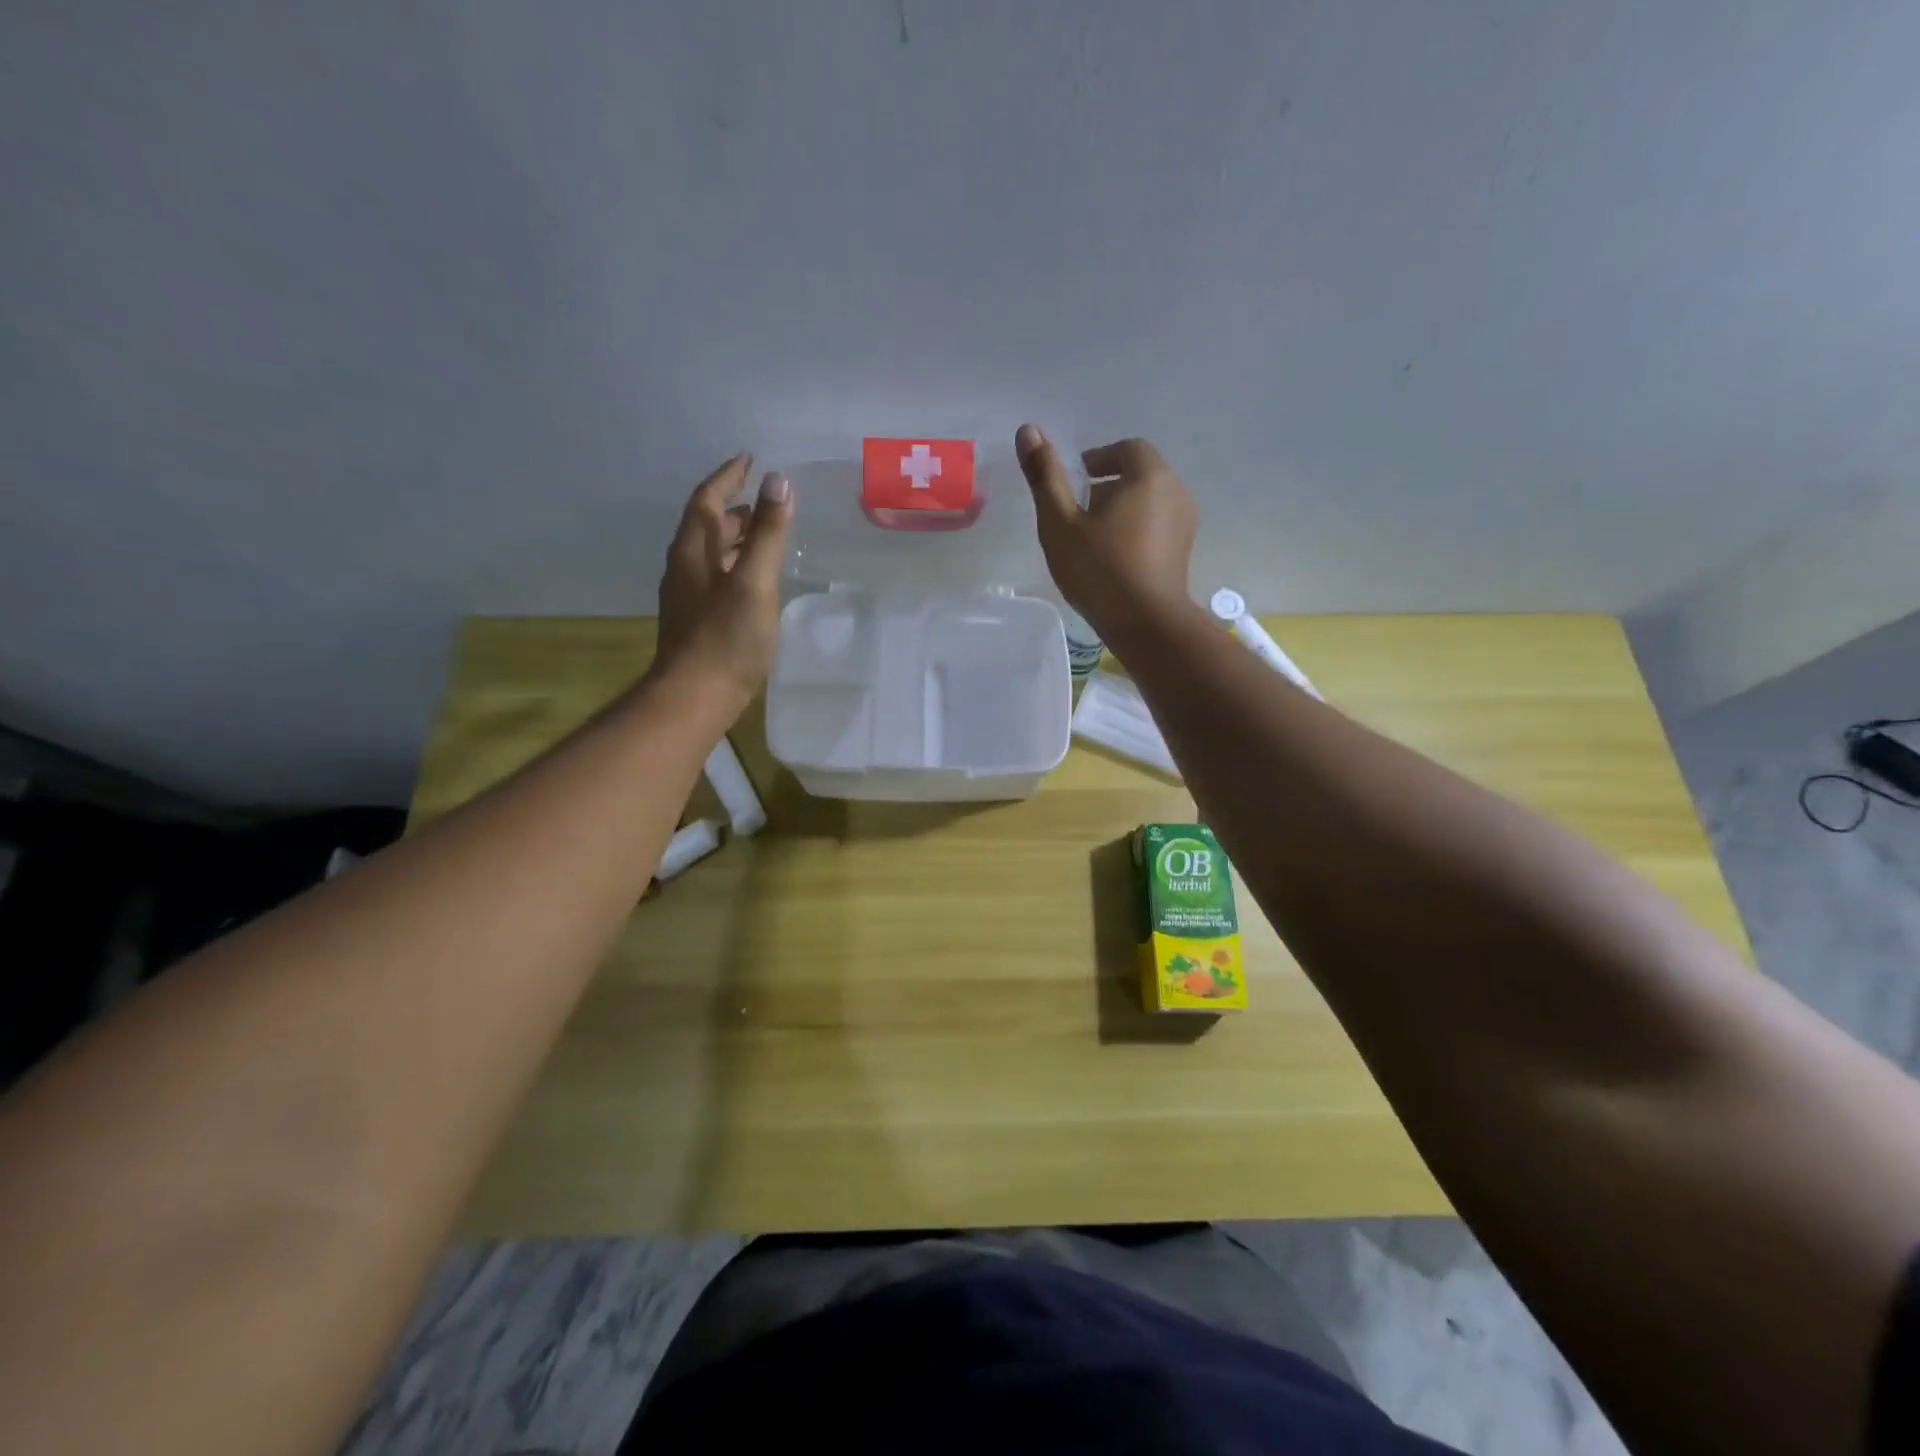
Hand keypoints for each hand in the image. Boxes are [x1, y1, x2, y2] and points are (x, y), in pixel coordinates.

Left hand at [654, 454, 792, 702]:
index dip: (727, 476)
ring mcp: (688, 596)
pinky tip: (757, 581)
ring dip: (737, 539)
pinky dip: (738, 566)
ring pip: (712, 554)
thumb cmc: (726, 638)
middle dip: (735, 508)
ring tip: (766, 535)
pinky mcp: (698, 621)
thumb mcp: (754, 581)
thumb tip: (778, 481)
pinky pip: (718, 578)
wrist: (695, 696)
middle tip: (766, 501)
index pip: (707, 500)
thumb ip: (768, 533)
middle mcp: (685, 568)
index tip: (748, 458)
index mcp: (693, 552)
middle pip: (707, 526)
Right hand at [1015, 425, 1197, 637]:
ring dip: (1122, 510)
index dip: (1100, 459)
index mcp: (1149, 476)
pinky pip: (1158, 526)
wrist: (1146, 624)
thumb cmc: (1099, 569)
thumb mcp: (1060, 522)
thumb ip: (1045, 475)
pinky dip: (1136, 530)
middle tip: (1079, 512)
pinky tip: (1114, 559)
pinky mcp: (1184, 552)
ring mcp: (1186, 524)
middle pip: (1141, 474)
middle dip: (1109, 486)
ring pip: (1150, 502)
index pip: (1127, 449)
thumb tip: (1028, 429)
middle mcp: (1176, 492)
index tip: (1076, 480)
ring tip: (1093, 538)